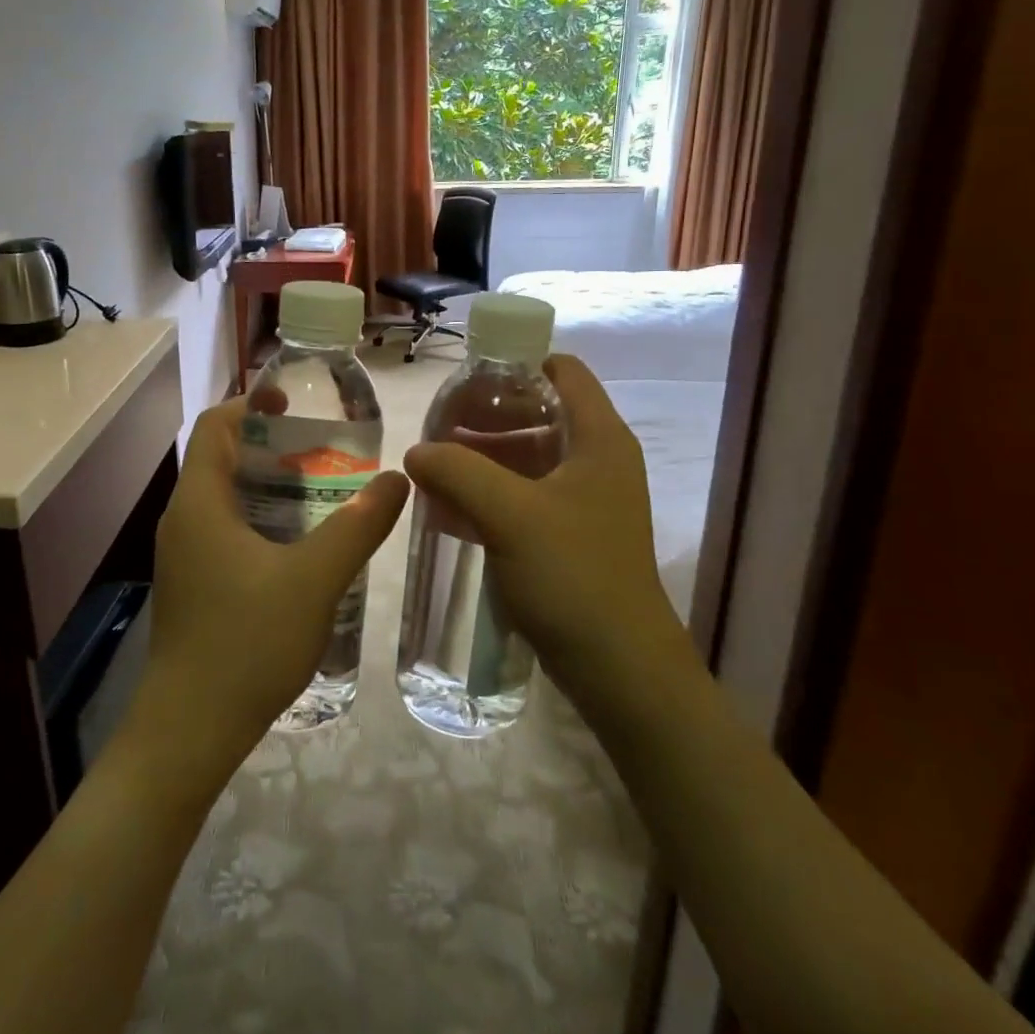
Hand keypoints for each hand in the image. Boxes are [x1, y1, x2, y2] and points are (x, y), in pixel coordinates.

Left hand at [137, 397, 408, 774]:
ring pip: (224, 499)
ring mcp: (184, 556)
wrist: (190, 729)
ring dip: (267, 485)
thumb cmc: (247, 641)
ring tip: (321, 491)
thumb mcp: (314, 580)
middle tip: (323, 449)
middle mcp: (183, 520)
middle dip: (269, 445)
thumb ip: (358, 527)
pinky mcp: (192, 585)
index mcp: (200, 503)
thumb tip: (397, 479)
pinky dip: (260, 520)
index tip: (295, 402)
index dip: (250, 403)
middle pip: (220, 459)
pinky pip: (224, 531)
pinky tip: (299, 546)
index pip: (214, 426)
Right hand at [402, 354, 689, 705]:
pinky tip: (449, 508)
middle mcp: (597, 460)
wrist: (619, 668)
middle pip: (539, 413)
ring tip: (434, 466)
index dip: (515, 365)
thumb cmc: (574, 575)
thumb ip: (458, 472)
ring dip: (483, 457)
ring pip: (528, 458)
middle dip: (486, 416)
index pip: (562, 371)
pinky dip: (490, 493)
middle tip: (437, 428)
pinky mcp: (570, 536)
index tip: (465, 382)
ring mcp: (584, 501)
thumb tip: (416, 452)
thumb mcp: (510, 514)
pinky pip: (524, 497)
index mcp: (599, 439)